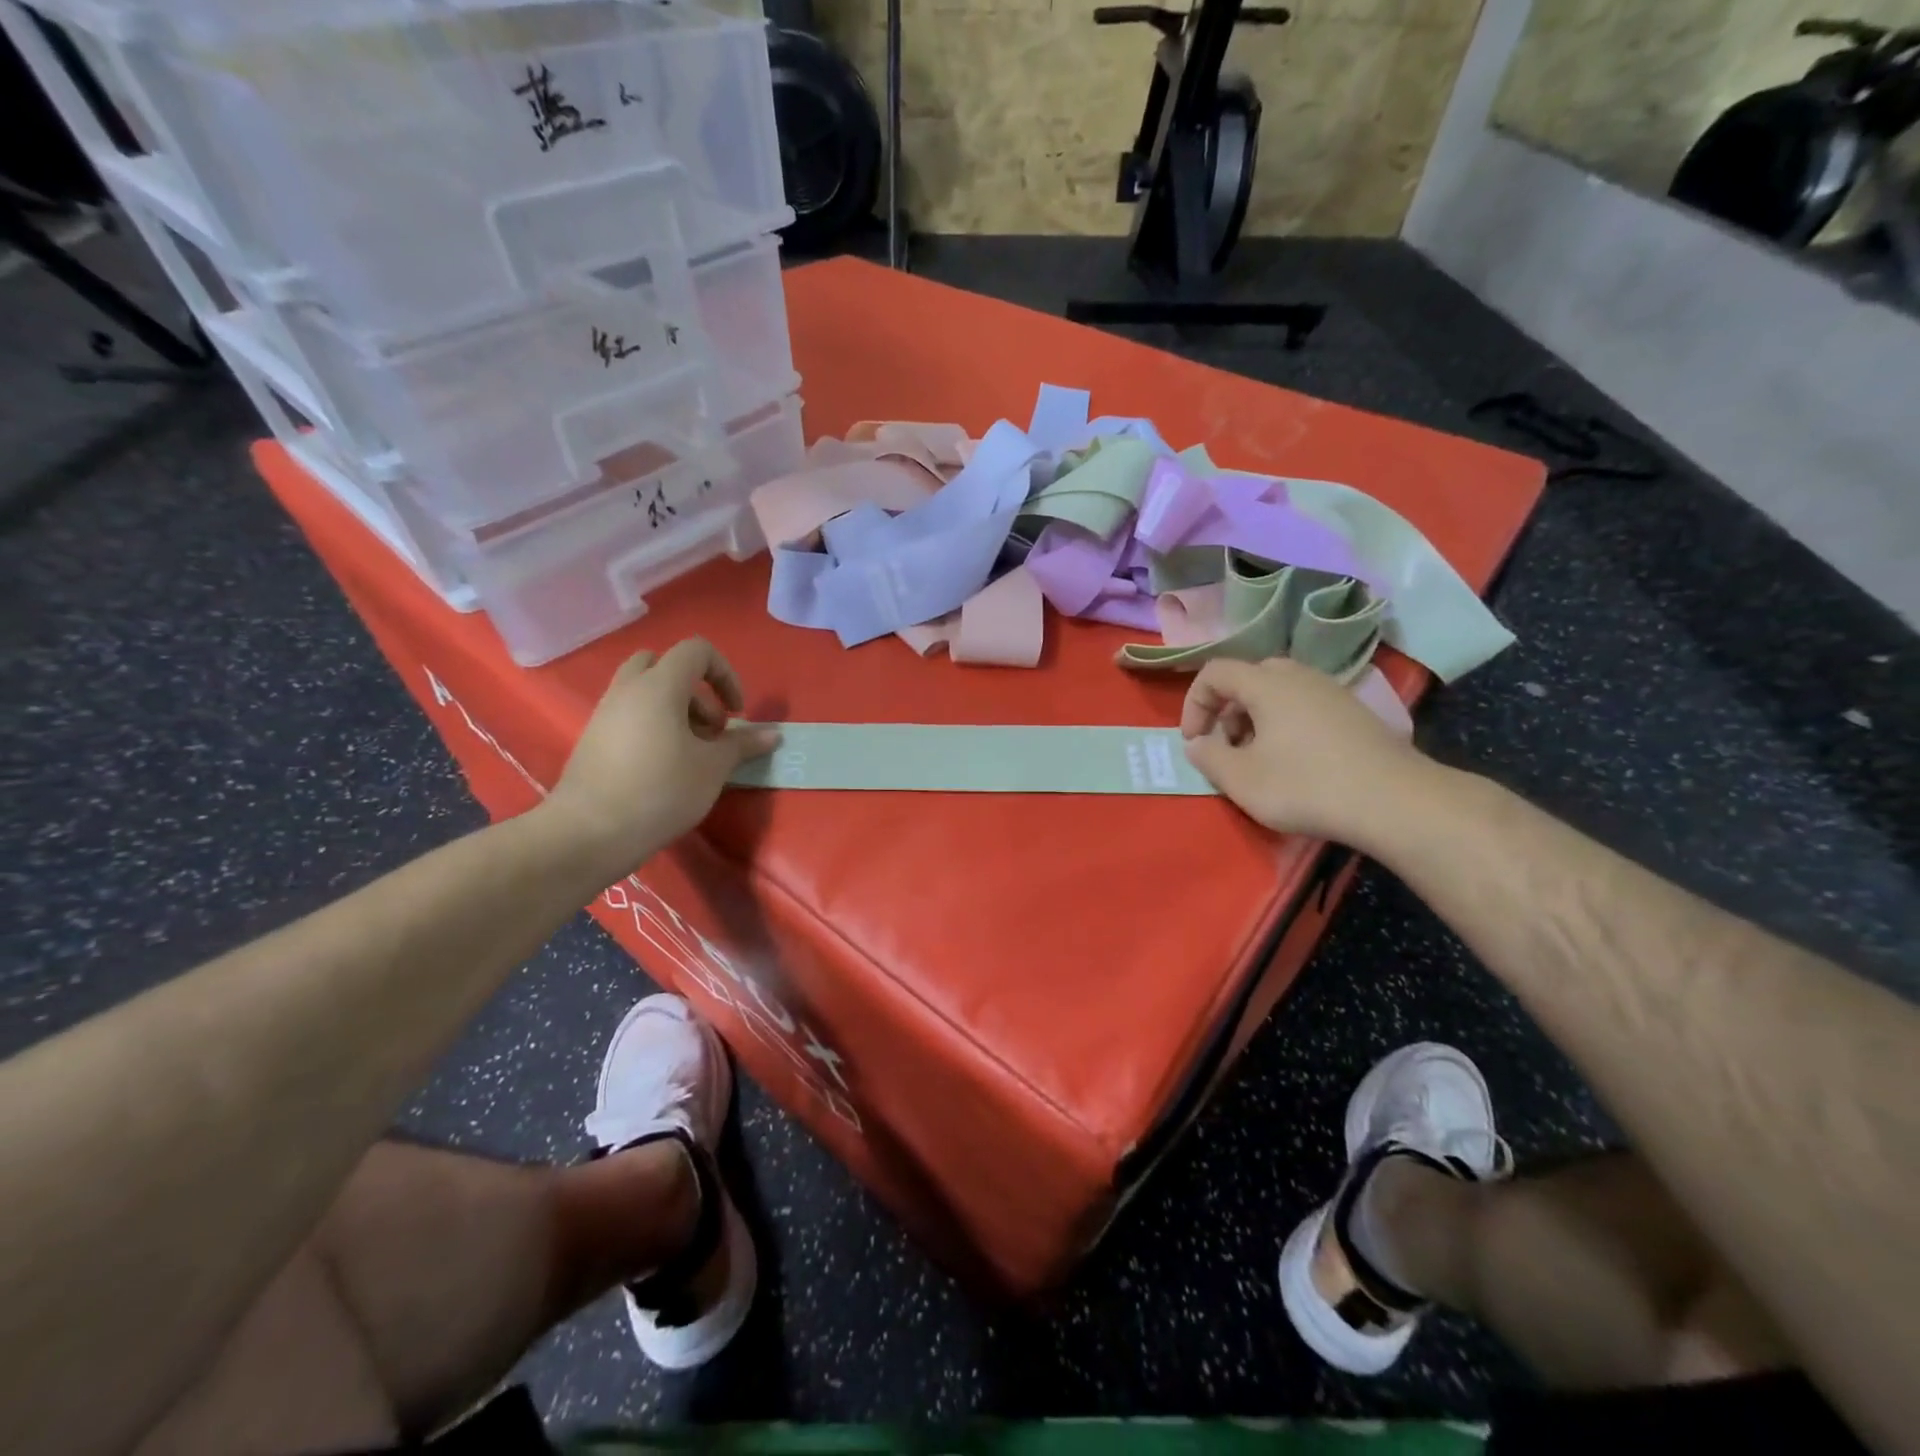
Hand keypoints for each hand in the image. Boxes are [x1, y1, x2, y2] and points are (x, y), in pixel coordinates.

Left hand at [546, 639, 778, 877]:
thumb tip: (773, 735)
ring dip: (676, 710)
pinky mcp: (593, 739)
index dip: (725, 674)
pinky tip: (664, 768)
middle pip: (664, 665)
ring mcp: (605, 714)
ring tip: (692, 753)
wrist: (588, 833)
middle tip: (711, 729)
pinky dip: (653, 726)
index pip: (697, 651)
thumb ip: (742, 745)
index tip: (736, 713)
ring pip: (645, 691)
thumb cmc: (660, 791)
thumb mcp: (712, 768)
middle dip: (696, 690)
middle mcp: (628, 690)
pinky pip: (629, 715)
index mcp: (659, 686)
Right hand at [1180, 657, 1430, 844]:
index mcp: (1267, 683)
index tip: (1195, 742)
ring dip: (1256, 719)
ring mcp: (1332, 691)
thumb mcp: (1241, 780)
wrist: (1395, 802)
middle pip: (1248, 678)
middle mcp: (1299, 676)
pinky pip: (1305, 706)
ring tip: (1259, 759)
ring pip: (1278, 692)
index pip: (1215, 672)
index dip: (1194, 704)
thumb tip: (1198, 743)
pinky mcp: (1354, 712)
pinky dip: (1286, 725)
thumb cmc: (1306, 786)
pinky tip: (1296, 763)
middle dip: (1227, 711)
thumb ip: (1208, 757)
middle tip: (1227, 747)